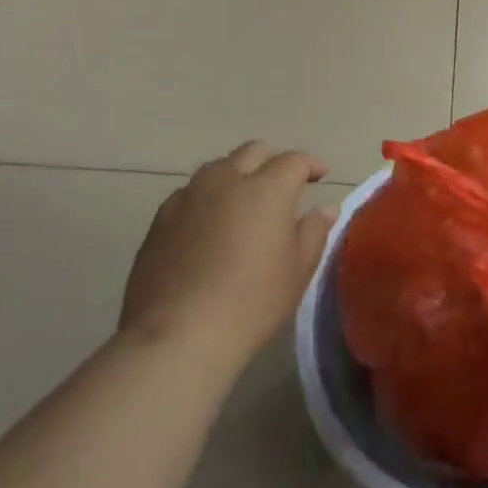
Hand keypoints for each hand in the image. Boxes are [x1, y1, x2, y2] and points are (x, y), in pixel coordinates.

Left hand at [119, 142, 334, 372]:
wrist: (177, 335)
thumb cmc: (251, 302)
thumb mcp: (297, 271)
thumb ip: (314, 232)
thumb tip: (326, 208)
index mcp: (267, 187)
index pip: (294, 161)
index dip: (310, 164)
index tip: (320, 175)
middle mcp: (227, 179)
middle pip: (253, 152)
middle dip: (272, 161)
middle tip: (282, 185)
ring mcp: (190, 195)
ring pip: (218, 168)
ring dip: (236, 176)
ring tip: (243, 202)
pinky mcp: (161, 217)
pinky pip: (190, 194)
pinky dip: (206, 199)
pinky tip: (208, 225)